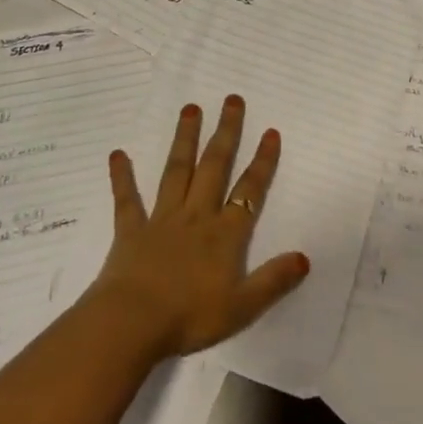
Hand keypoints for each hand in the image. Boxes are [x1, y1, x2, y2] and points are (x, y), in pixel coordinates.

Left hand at [88, 95, 310, 360]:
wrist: (132, 324)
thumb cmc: (189, 317)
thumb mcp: (241, 307)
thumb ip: (273, 281)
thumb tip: (304, 258)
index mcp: (223, 235)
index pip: (249, 192)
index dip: (262, 162)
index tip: (270, 131)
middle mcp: (195, 216)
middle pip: (214, 167)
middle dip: (226, 132)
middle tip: (232, 99)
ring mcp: (161, 219)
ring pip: (177, 171)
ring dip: (185, 139)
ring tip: (190, 108)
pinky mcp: (131, 231)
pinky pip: (126, 199)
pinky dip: (122, 176)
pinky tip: (117, 154)